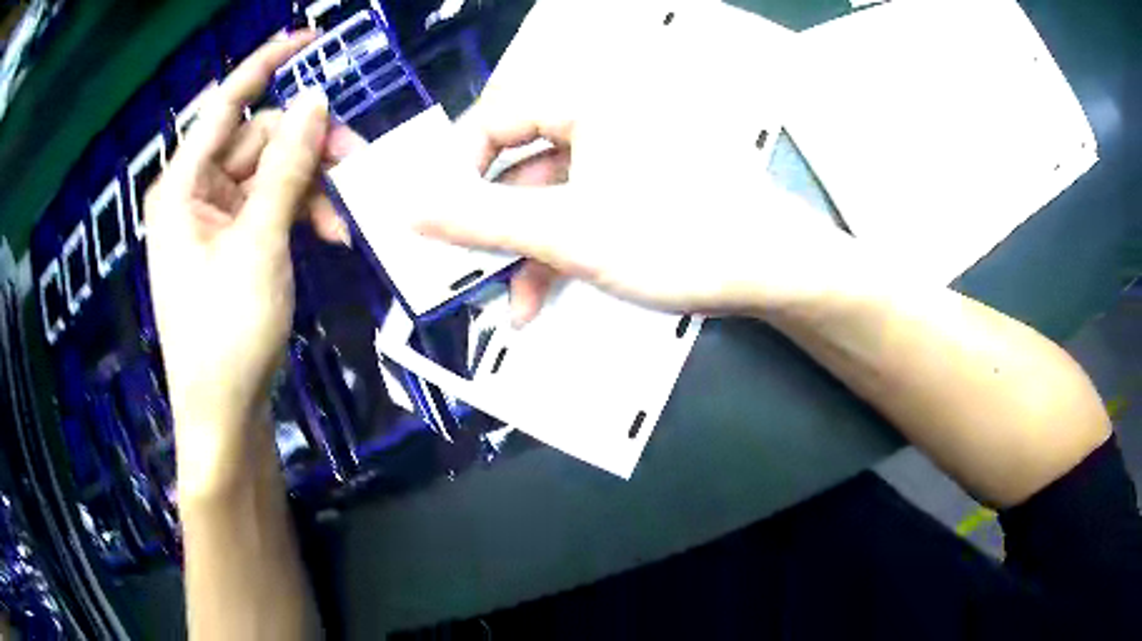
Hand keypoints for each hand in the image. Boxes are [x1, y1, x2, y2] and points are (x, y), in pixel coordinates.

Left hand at [145, 33, 343, 491]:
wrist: (224, 412)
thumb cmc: (227, 333)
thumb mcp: (259, 244)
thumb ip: (285, 167)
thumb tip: (315, 102)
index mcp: (182, 185)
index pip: (226, 104)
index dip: (266, 65)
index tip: (310, 38)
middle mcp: (195, 193)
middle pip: (259, 141)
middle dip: (307, 149)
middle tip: (357, 165)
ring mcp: (214, 220)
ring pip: (272, 174)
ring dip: (311, 188)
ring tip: (345, 220)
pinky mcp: (233, 244)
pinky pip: (272, 206)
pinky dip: (302, 213)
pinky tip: (331, 234)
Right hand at [424, 1, 852, 320]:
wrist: (774, 272)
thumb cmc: (677, 238)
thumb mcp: (565, 232)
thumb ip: (478, 219)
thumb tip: (408, 209)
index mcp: (589, 97)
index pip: (494, 118)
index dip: (458, 170)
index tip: (438, 221)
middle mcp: (605, 112)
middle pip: (520, 160)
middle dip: (494, 222)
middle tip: (467, 265)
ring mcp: (626, 149)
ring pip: (551, 193)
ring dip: (526, 248)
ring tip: (511, 300)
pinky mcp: (642, 182)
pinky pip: (583, 206)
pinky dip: (560, 247)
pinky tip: (545, 292)